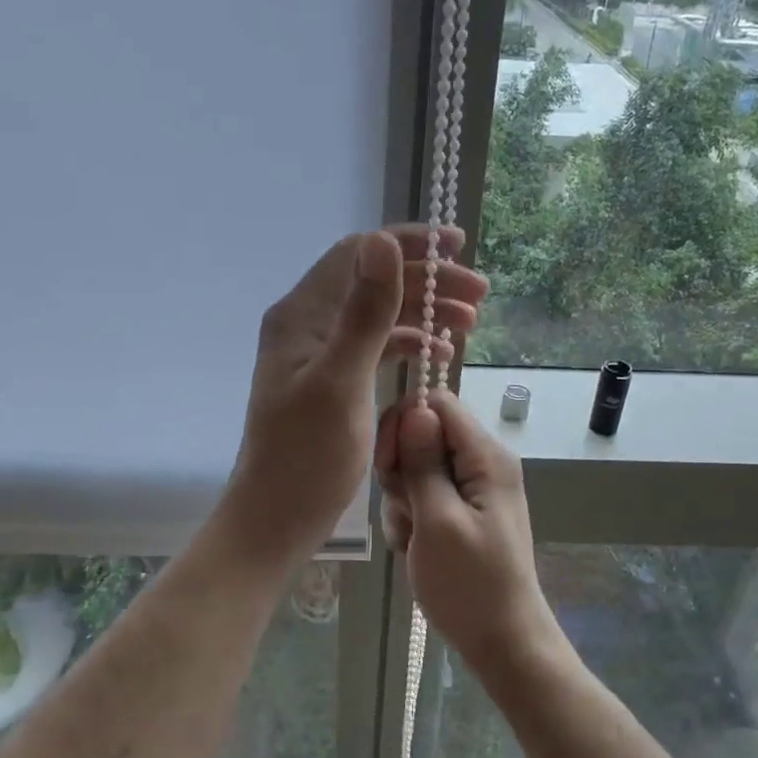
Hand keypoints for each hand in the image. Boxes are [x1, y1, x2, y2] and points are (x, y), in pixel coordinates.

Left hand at [224, 226, 487, 566]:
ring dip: (424, 312)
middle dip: (427, 281)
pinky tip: (439, 354)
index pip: (358, 254)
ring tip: (470, 322)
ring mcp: (321, 354)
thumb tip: (383, 241)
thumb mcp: (341, 381)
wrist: (278, 516)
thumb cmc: (307, 455)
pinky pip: (377, 348)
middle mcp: (309, 325)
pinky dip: (410, 344)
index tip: (458, 247)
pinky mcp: (334, 382)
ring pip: (380, 316)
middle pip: (374, 283)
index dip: (407, 243)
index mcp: (302, 315)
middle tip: (479, 295)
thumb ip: (364, 313)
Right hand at [375, 388, 556, 673]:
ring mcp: (473, 490)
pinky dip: (412, 518)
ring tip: (412, 537)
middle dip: (402, 469)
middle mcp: (483, 464)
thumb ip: (424, 463)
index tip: (388, 465)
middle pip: (424, 435)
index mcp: (486, 457)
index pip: (438, 404)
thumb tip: (415, 409)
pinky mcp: (462, 512)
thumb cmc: (469, 584)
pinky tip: (415, 547)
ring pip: (418, 469)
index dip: (405, 424)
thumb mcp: (438, 521)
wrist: (501, 641)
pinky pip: (425, 496)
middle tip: (403, 508)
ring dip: (403, 500)